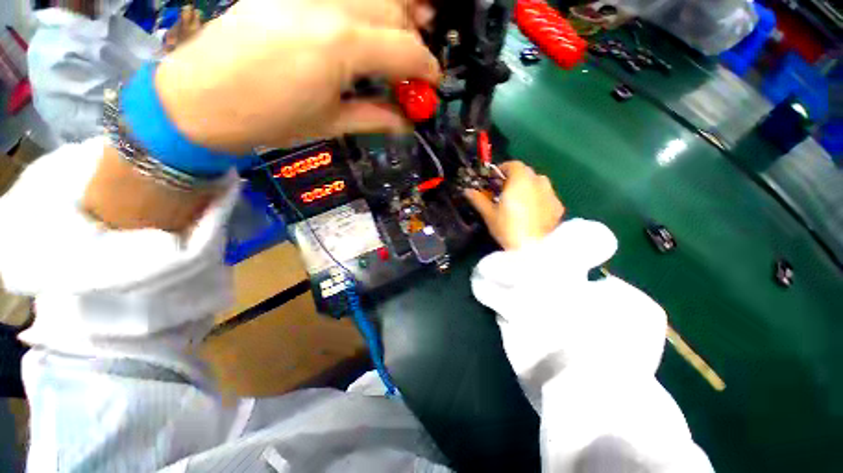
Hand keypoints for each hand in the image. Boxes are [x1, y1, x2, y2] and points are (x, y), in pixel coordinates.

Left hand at [155, 0, 440, 153]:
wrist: (202, 99)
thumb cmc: (271, 120)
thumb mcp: (331, 124)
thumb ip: (375, 117)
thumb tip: (406, 122)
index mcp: (341, 47)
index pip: (405, 49)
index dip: (426, 67)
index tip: (433, 82)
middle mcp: (328, 6)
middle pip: (392, 8)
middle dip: (414, 36)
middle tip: (417, 61)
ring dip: (393, 10)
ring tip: (402, 31)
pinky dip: (363, 5)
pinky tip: (365, 21)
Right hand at [465, 162, 564, 250]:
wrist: (532, 248)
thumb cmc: (507, 227)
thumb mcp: (489, 214)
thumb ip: (478, 199)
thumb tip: (467, 191)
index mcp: (520, 179)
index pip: (513, 164)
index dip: (502, 169)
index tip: (493, 180)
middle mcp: (538, 181)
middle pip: (526, 173)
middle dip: (514, 178)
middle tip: (503, 192)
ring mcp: (551, 194)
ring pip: (538, 183)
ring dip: (528, 187)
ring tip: (519, 202)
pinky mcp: (558, 207)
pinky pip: (547, 196)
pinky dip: (538, 199)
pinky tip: (532, 212)